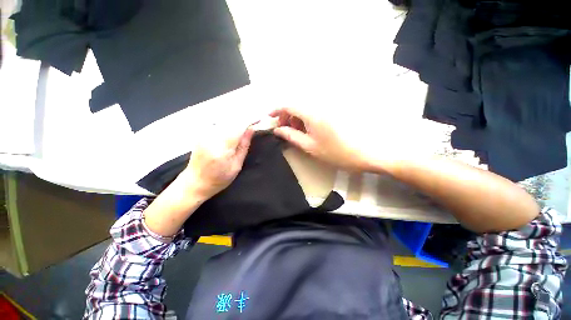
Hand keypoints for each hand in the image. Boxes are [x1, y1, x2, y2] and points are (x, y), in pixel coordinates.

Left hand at [182, 123, 253, 199]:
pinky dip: (229, 122)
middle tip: (255, 121)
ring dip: (237, 119)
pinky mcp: (201, 132)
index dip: (251, 119)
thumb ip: (244, 145)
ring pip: (225, 118)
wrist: (195, 182)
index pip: (239, 125)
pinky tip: (234, 127)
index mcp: (222, 147)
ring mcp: (204, 132)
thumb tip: (251, 129)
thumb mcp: (236, 165)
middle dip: (245, 118)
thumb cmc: (219, 178)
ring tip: (246, 125)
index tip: (260, 118)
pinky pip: (219, 122)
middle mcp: (211, 136)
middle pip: (232, 119)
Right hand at [270, 107, 371, 171]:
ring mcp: (327, 109)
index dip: (276, 110)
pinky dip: (305, 119)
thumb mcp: (309, 146)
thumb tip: (277, 130)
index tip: (269, 118)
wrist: (365, 152)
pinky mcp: (332, 113)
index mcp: (311, 113)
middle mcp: (318, 106)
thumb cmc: (335, 152)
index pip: (288, 104)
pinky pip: (313, 112)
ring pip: (304, 108)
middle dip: (286, 116)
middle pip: (296, 105)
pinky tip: (307, 130)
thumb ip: (291, 136)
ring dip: (296, 118)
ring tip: (295, 133)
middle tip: (283, 130)